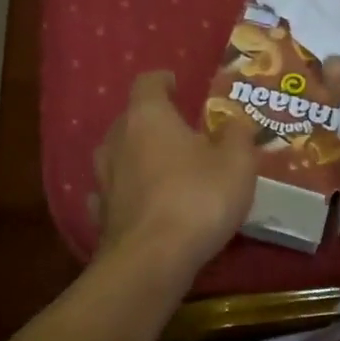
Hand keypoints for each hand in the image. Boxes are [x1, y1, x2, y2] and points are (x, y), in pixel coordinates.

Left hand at [90, 71, 260, 279]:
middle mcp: (117, 141)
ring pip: (116, 155)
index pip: (148, 83)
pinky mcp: (101, 215)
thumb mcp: (237, 163)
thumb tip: (236, 120)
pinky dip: (125, 192)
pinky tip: (140, 202)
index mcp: (148, 117)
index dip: (163, 80)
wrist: (152, 261)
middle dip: (152, 120)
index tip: (177, 83)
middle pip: (129, 118)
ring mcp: (104, 179)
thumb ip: (238, 135)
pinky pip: (112, 193)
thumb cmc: (198, 199)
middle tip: (179, 130)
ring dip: (136, 156)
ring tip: (160, 165)